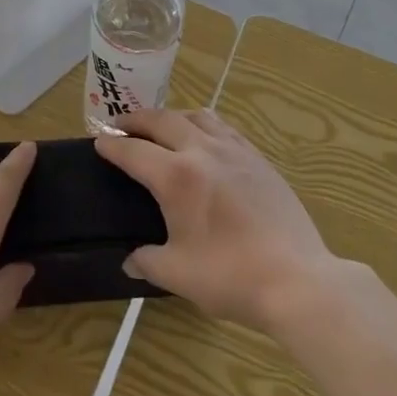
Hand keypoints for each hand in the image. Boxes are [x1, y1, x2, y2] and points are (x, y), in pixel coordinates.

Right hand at [95, 110, 334, 331]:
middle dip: (137, 120)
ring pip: (197, 116)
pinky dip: (203, 125)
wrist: (297, 279)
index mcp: (177, 177)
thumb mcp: (178, 274)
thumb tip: (131, 261)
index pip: (134, 152)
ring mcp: (235, 151)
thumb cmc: (231, 277)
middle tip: (121, 126)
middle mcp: (203, 151)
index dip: (113, 145)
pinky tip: (205, 140)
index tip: (99, 141)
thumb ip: (148, 261)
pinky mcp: (259, 159)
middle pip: (163, 120)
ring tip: (162, 127)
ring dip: (172, 116)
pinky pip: (224, 128)